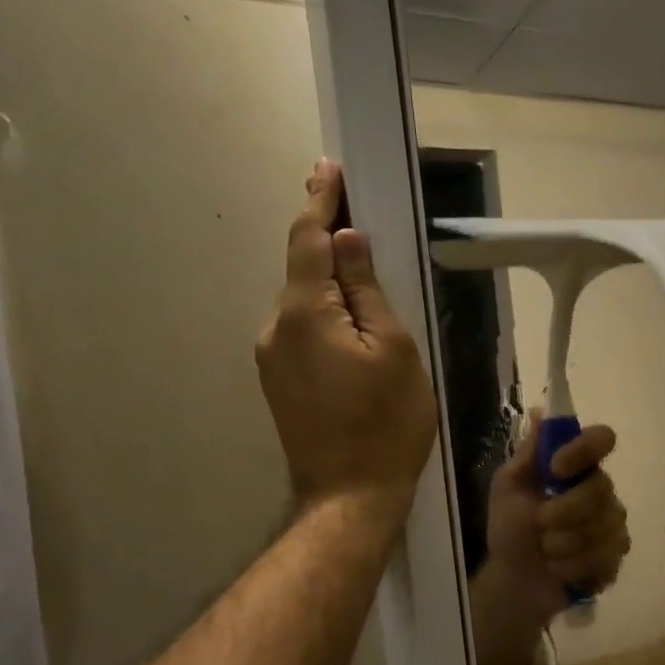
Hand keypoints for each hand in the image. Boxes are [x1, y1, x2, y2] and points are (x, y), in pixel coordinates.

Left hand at [256, 160, 436, 517]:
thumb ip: (366, 290)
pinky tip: (353, 335)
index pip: (309, 239)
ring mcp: (271, 358)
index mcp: (304, 313)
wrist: (349, 496)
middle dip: (329, 245)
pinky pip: (301, 332)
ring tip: (370, 298)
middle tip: (363, 227)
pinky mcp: (277, 382)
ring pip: (303, 305)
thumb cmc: (387, 423)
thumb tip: (347, 239)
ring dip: (330, 288)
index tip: (327, 168)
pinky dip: (324, 318)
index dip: (320, 201)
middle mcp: (275, 328)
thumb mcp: (394, 350)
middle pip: (303, 271)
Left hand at [481, 412, 629, 615]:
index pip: (601, 439)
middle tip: (539, 523)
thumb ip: (528, 454)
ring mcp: (612, 525)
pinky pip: (606, 557)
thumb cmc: (510, 530)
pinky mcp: (615, 557)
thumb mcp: (508, 488)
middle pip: (601, 488)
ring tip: (545, 552)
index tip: (556, 468)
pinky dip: (573, 567)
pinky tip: (558, 570)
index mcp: (577, 468)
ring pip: (603, 526)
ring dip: (563, 543)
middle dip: (564, 510)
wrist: (514, 581)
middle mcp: (601, 491)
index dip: (583, 450)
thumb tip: (539, 411)